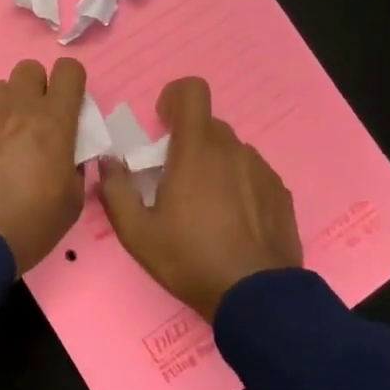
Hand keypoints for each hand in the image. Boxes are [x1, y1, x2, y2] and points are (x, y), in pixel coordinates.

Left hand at [0, 58, 87, 271]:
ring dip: (7, 105)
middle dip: (37, 88)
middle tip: (37, 120)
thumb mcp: (71, 200)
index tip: (70, 104)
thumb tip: (67, 152)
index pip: (69, 70)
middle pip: (29, 69)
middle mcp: (17, 106)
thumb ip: (73, 163)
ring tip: (5, 137)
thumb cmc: (31, 224)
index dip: (72, 83)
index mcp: (53, 120)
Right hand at [99, 77, 302, 320]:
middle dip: (188, 141)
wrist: (256, 298)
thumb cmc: (190, 259)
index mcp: (197, 150)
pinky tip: (233, 222)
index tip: (163, 122)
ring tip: (206, 207)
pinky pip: (252, 174)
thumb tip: (109, 163)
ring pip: (231, 151)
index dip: (175, 97)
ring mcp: (261, 170)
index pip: (192, 91)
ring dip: (214, 165)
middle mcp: (233, 150)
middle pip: (208, 125)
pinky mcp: (281, 193)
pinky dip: (238, 185)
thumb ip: (116, 191)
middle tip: (175, 178)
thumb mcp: (137, 233)